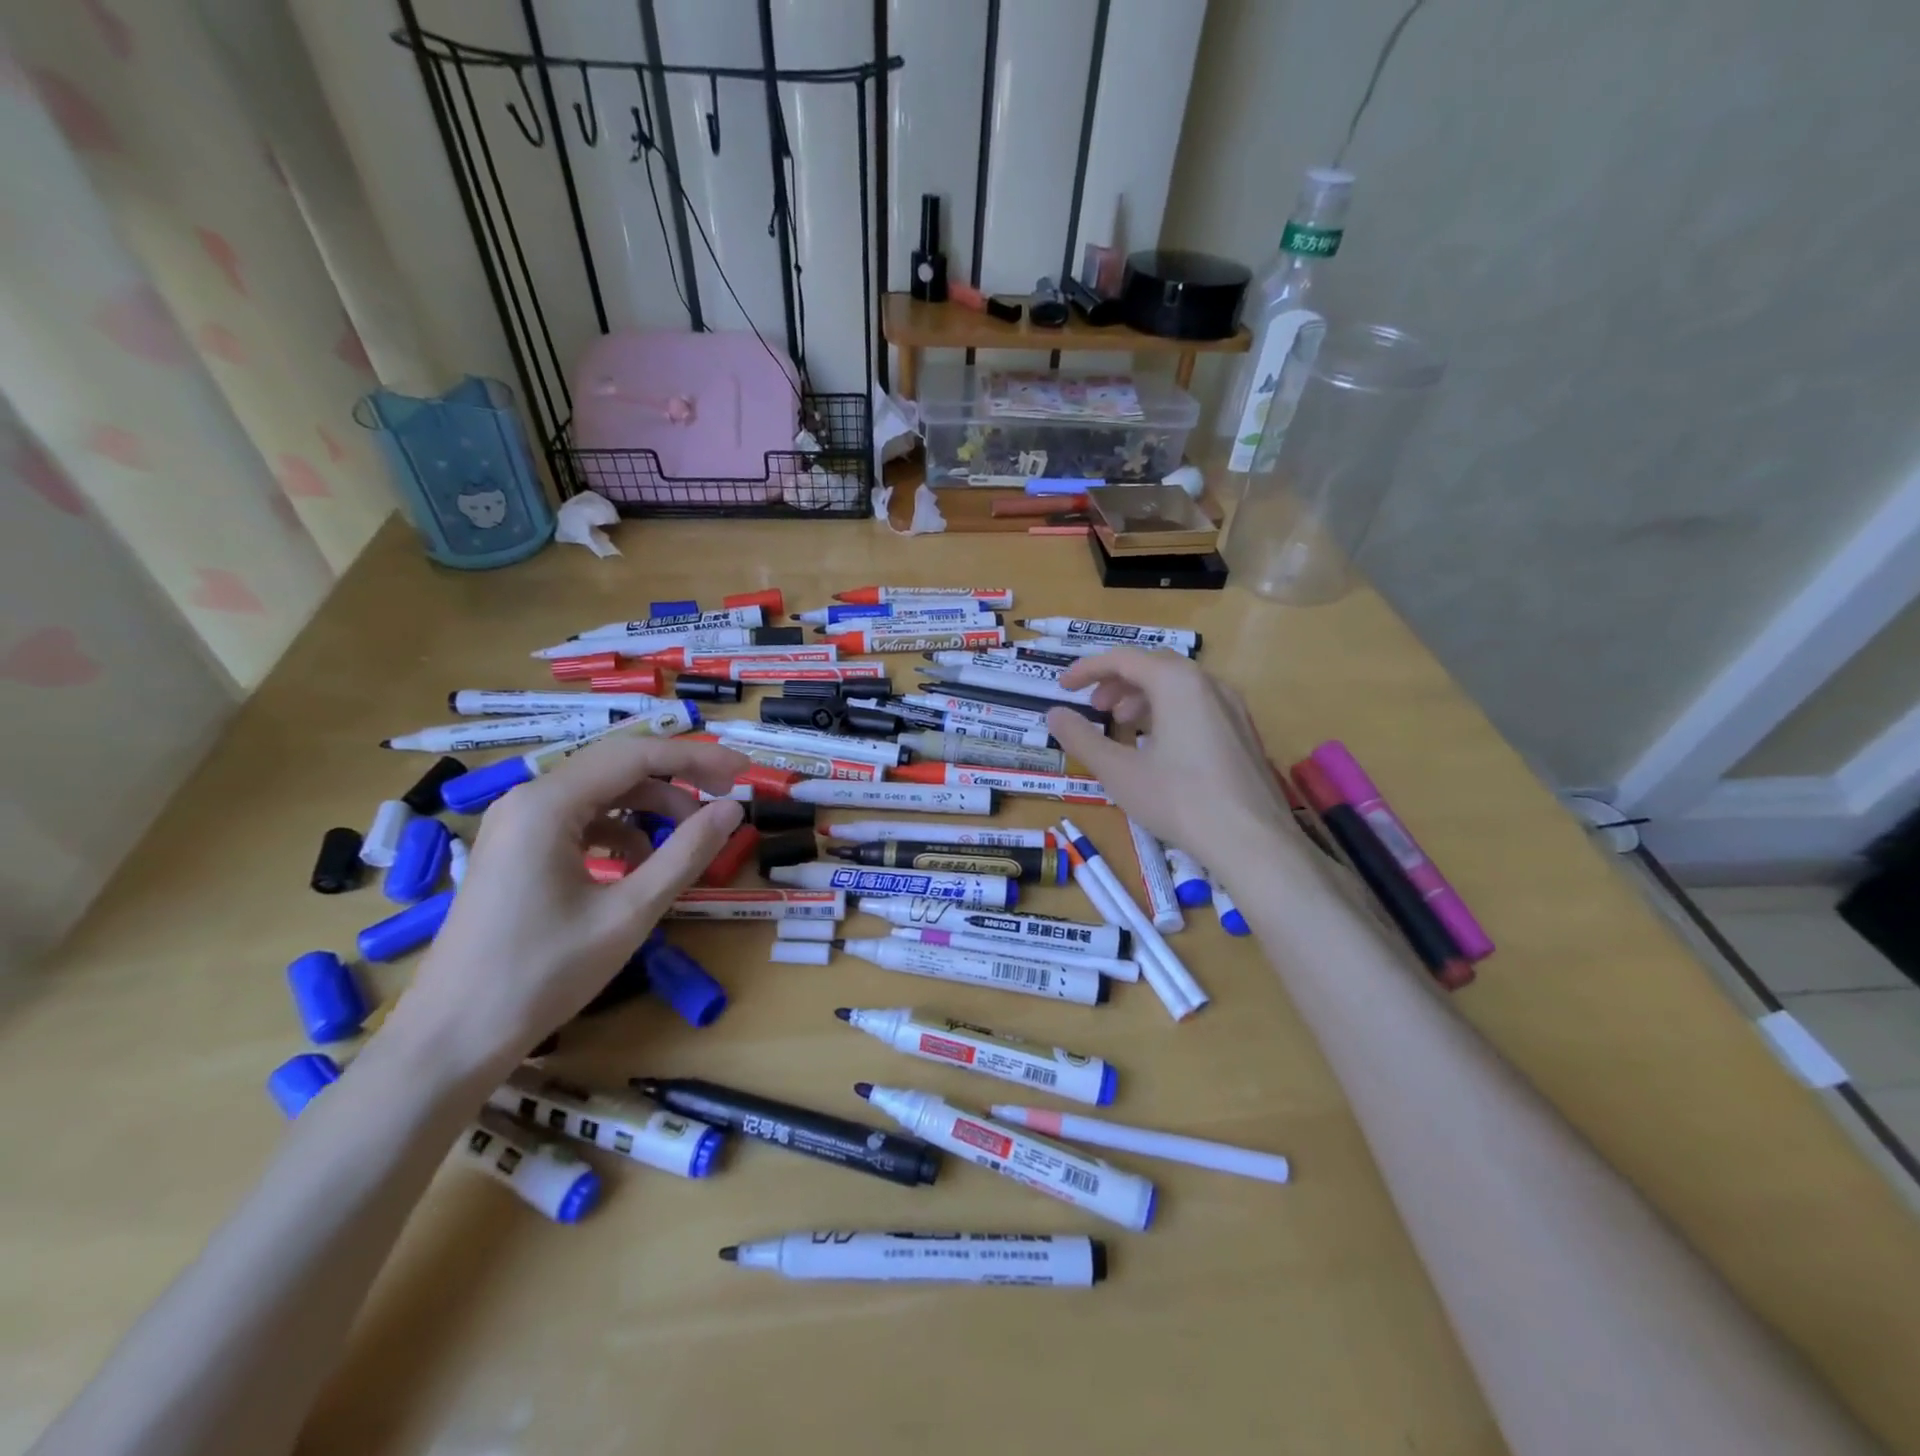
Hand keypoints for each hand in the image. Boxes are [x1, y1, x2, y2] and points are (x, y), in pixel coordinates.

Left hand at [389, 734, 748, 1073]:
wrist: (453, 1040)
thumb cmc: (543, 974)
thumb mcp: (629, 913)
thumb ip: (685, 854)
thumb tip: (732, 811)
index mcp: (547, 804)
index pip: (637, 755)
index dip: (698, 758)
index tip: (745, 773)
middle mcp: (527, 800)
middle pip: (618, 766)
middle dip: (679, 777)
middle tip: (728, 796)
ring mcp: (516, 825)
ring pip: (601, 793)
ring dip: (652, 807)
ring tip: (690, 839)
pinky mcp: (516, 850)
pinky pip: (581, 820)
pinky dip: (622, 831)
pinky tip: (641, 865)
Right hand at [1044, 649, 1292, 869]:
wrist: (1252, 841)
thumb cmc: (1178, 800)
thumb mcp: (1118, 771)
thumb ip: (1082, 738)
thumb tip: (1054, 714)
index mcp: (1177, 683)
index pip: (1124, 659)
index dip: (1088, 669)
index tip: (1064, 687)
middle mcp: (1209, 684)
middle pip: (1155, 666)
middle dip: (1118, 682)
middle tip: (1095, 708)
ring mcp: (1233, 708)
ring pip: (1180, 687)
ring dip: (1144, 698)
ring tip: (1124, 726)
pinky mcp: (1245, 733)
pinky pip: (1200, 706)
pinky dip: (1170, 713)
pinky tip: (1160, 748)